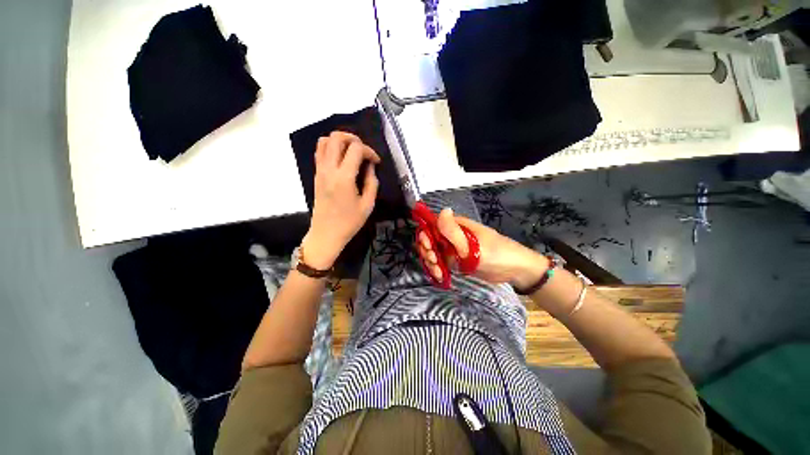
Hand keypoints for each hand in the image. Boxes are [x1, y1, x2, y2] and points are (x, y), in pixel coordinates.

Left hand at [303, 132, 379, 269]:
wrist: (326, 234)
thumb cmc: (349, 222)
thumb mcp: (368, 205)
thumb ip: (372, 182)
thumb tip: (370, 167)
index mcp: (344, 177)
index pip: (356, 149)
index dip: (369, 151)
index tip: (376, 162)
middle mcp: (329, 169)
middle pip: (337, 137)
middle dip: (353, 138)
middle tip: (363, 151)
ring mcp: (320, 171)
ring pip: (324, 141)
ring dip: (340, 141)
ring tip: (352, 152)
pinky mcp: (316, 175)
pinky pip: (320, 152)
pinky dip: (331, 148)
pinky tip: (342, 159)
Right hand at [416, 208, 548, 287]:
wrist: (515, 270)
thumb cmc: (495, 253)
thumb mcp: (472, 244)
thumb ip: (453, 231)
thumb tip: (442, 210)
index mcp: (456, 226)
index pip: (432, 226)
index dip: (426, 237)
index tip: (429, 249)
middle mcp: (452, 235)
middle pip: (430, 241)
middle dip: (428, 252)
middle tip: (435, 262)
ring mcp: (454, 249)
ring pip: (434, 253)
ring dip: (431, 263)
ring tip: (438, 272)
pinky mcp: (457, 261)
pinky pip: (441, 263)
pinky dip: (438, 269)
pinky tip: (440, 276)